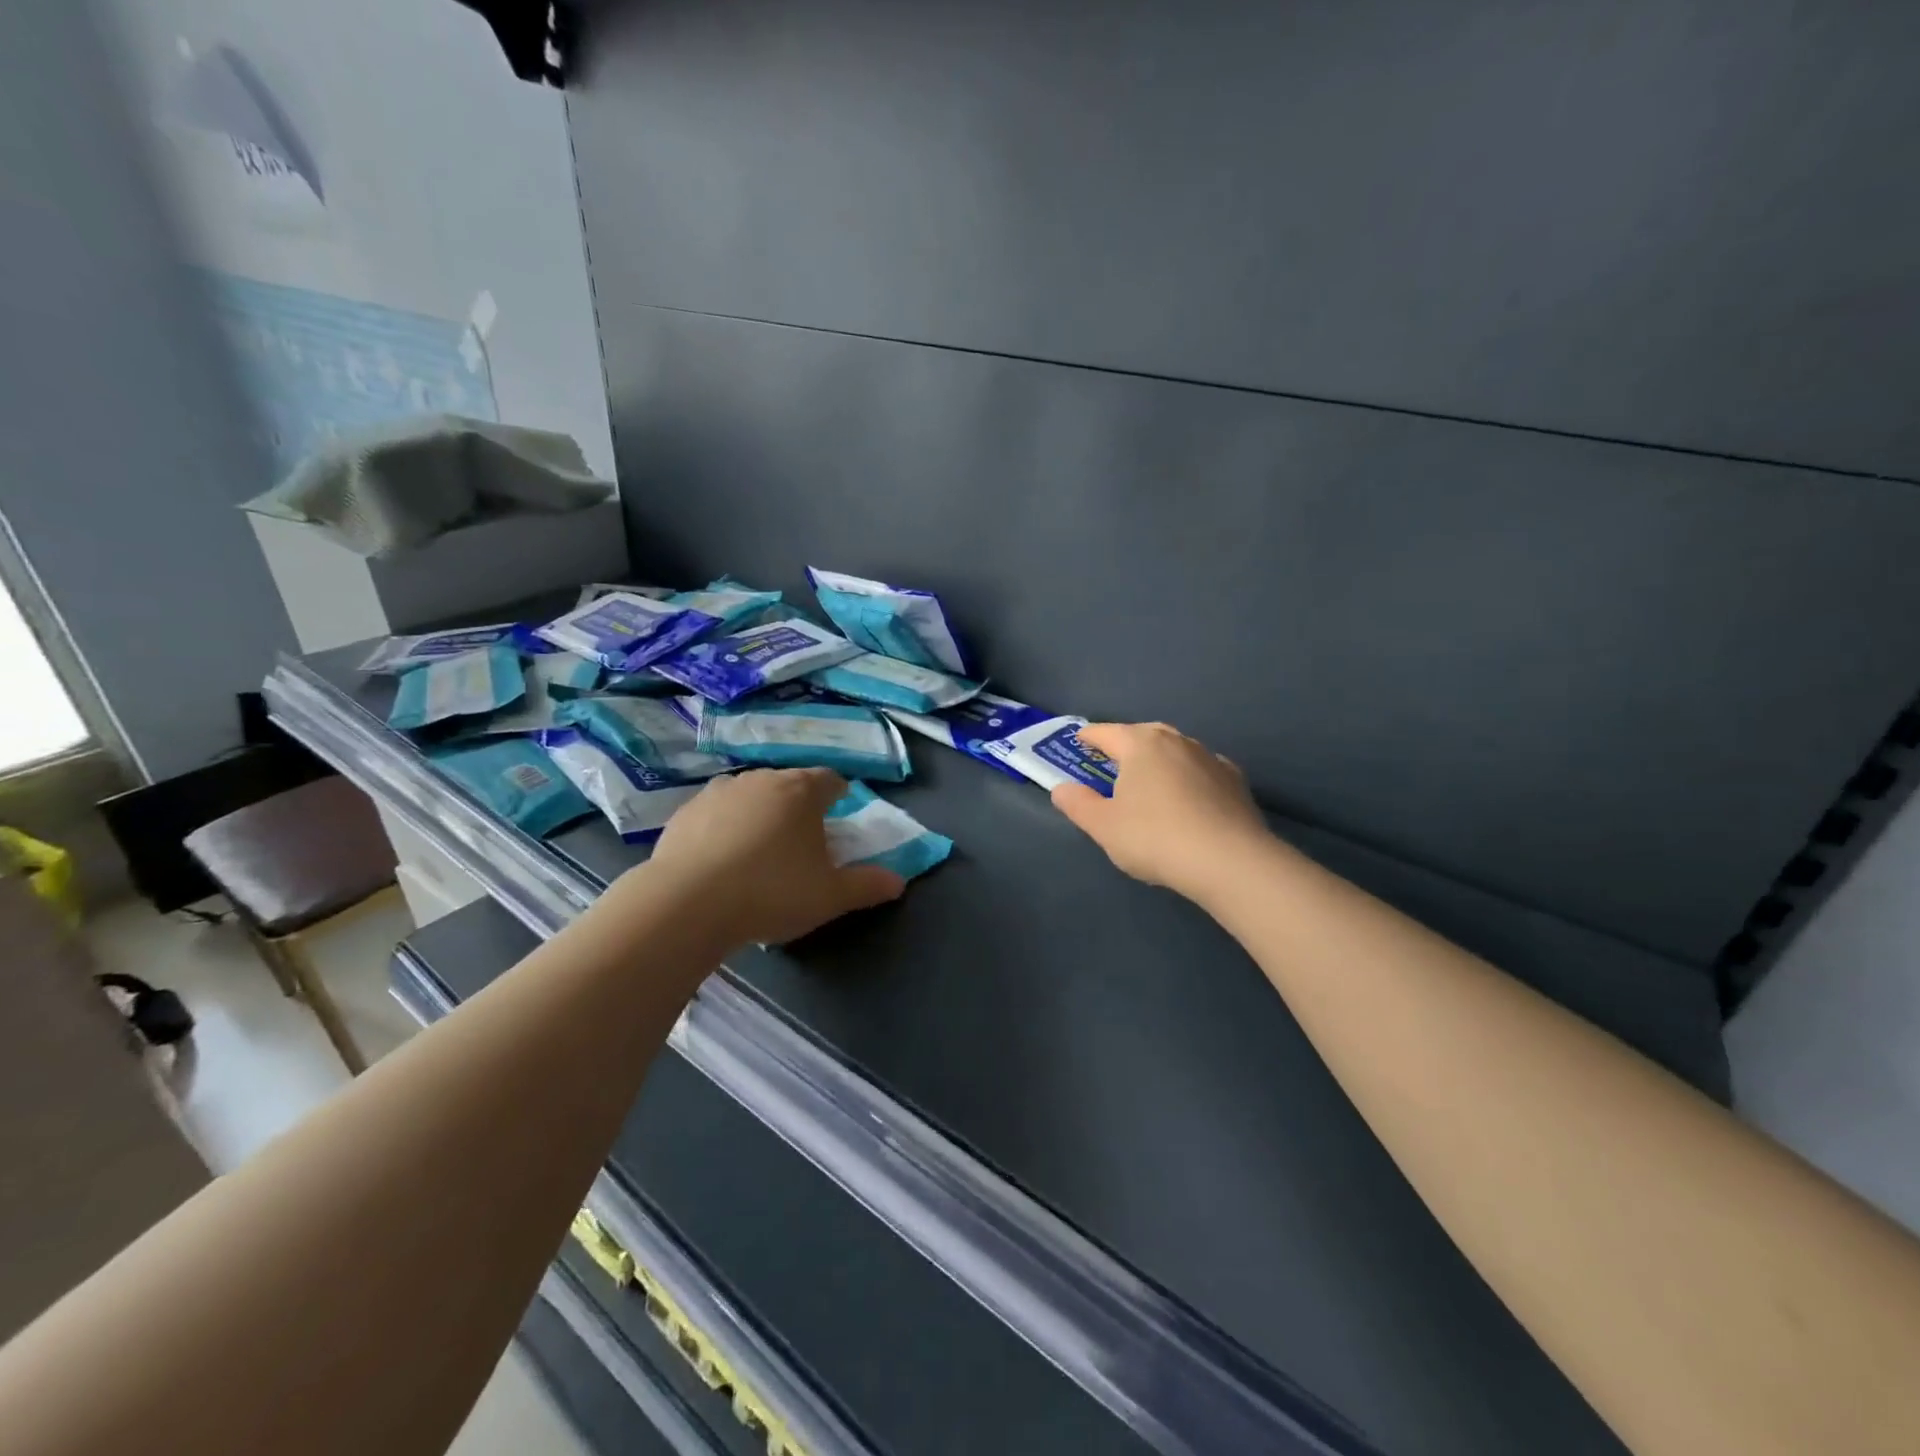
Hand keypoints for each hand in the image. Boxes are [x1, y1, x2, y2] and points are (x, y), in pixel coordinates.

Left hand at [642, 768, 904, 946]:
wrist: (686, 904)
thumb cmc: (771, 893)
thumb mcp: (830, 897)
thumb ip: (867, 886)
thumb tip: (899, 882)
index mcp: (801, 791)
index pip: (830, 779)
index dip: (838, 795)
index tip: (839, 814)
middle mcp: (761, 780)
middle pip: (789, 784)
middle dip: (799, 805)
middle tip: (802, 840)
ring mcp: (718, 792)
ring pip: (750, 795)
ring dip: (760, 813)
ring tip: (759, 850)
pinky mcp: (684, 813)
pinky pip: (715, 814)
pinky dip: (724, 828)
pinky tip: (721, 859)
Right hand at [1051, 722, 1272, 901]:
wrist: (1229, 861)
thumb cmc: (1154, 838)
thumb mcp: (1103, 827)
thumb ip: (1078, 804)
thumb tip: (1060, 788)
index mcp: (1140, 745)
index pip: (1106, 732)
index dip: (1089, 737)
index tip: (1079, 741)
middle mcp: (1176, 741)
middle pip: (1143, 734)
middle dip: (1126, 744)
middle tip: (1113, 760)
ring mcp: (1209, 758)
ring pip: (1176, 750)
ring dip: (1160, 759)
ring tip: (1151, 779)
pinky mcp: (1235, 780)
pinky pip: (1202, 770)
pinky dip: (1189, 776)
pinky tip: (1188, 796)